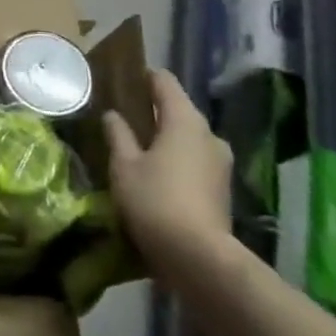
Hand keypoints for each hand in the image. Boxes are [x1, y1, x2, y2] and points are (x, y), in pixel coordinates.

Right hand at [106, 69, 234, 283]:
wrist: (199, 258)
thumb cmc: (155, 201)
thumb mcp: (124, 166)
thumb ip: (118, 135)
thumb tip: (113, 115)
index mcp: (184, 120)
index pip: (164, 82)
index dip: (143, 77)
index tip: (123, 80)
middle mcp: (208, 134)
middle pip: (178, 109)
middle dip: (153, 111)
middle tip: (123, 117)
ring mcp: (220, 162)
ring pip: (188, 137)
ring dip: (166, 138)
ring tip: (137, 148)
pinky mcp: (222, 188)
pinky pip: (195, 160)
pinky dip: (177, 160)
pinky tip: (156, 174)